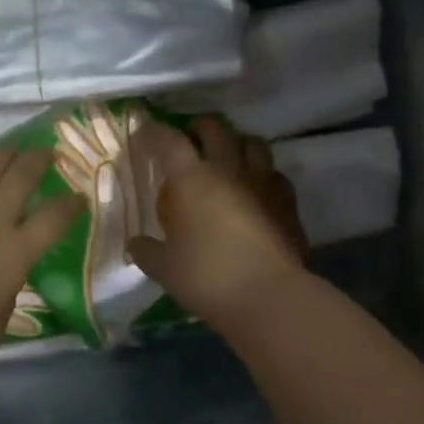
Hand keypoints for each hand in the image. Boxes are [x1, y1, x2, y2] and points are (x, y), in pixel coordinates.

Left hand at [0, 147, 81, 387]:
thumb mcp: (2, 316)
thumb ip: (10, 283)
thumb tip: (7, 266)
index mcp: (14, 256)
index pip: (53, 219)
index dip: (70, 205)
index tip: (77, 197)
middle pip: (18, 178)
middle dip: (37, 161)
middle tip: (46, 154)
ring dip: (1, 154)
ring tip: (9, 152)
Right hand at [127, 116, 306, 328]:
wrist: (268, 296)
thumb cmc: (207, 277)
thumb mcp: (164, 268)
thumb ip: (147, 251)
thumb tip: (135, 244)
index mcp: (191, 179)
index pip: (168, 140)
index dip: (152, 133)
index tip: (142, 136)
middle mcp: (228, 169)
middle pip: (215, 128)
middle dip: (198, 127)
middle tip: (188, 138)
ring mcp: (263, 182)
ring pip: (252, 143)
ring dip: (236, 143)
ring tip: (226, 156)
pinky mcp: (288, 202)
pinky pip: (274, 174)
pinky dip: (262, 173)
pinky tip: (256, 189)